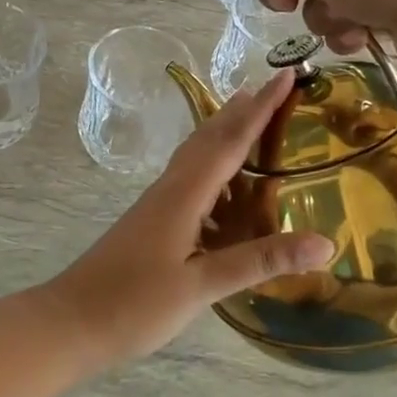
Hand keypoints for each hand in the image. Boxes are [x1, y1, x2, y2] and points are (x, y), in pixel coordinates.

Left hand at [45, 71, 333, 365]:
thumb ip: (259, 261)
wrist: (71, 321)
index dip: (261, 108)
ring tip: (249, 122)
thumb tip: (325, 242)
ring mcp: (156, 206)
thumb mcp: (202, 286)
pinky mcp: (150, 224)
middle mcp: (170, 190)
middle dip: (241, 111)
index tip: (285, 74)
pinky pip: (189, 181)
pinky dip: (212, 169)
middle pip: (209, 139)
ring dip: (223, 135)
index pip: (230, 141)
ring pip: (195, 158)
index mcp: (184, 195)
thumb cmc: (134, 303)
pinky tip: (221, 189)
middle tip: (270, 87)